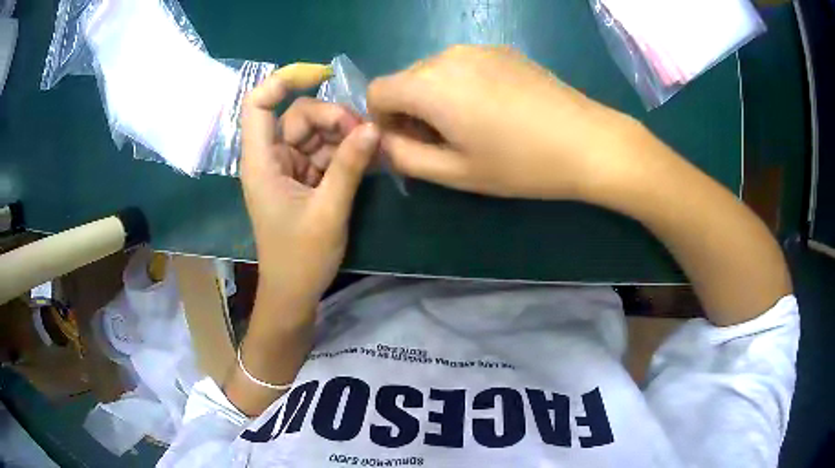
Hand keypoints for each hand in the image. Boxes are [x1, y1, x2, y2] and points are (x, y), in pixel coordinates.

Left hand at [241, 65, 379, 314]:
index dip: (284, 80)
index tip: (321, 74)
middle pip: (299, 115)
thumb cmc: (300, 259)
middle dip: (333, 118)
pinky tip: (367, 159)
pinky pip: (324, 153)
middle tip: (366, 136)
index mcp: (262, 162)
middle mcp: (272, 158)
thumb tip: (373, 127)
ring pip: (316, 133)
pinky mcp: (303, 180)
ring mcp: (288, 168)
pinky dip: (344, 153)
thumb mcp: (328, 212)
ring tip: (373, 149)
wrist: (294, 294)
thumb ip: (348, 167)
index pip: (259, 104)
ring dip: (344, 136)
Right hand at [368, 45, 640, 198]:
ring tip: (474, 126)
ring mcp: (478, 48)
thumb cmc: (521, 164)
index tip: (409, 142)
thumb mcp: (454, 172)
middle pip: (405, 79)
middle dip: (410, 109)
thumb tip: (383, 141)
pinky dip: (462, 85)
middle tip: (444, 141)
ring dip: (437, 97)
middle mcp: (447, 55)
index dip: (382, 120)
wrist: (588, 141)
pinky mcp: (503, 50)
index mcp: (429, 84)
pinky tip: (497, 109)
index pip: (376, 91)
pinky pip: (463, 65)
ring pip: (434, 71)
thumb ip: (404, 157)